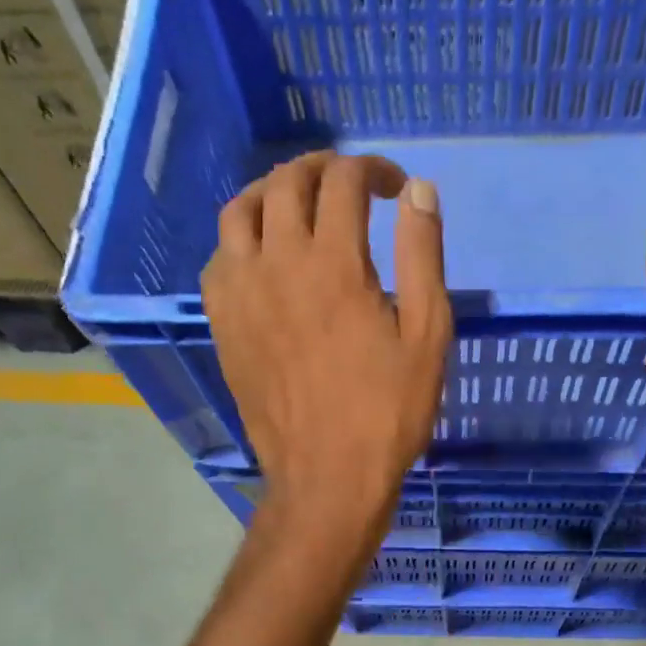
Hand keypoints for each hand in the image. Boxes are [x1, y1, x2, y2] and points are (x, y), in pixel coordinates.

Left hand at [203, 151, 451, 547]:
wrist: (326, 476)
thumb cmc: (388, 412)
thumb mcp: (427, 336)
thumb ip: (423, 256)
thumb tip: (419, 191)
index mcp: (334, 264)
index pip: (344, 182)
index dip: (373, 170)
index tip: (395, 189)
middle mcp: (278, 265)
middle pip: (286, 184)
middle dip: (322, 169)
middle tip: (349, 184)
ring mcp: (241, 294)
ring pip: (239, 211)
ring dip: (272, 193)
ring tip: (298, 205)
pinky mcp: (222, 324)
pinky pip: (218, 259)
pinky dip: (241, 239)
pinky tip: (263, 256)